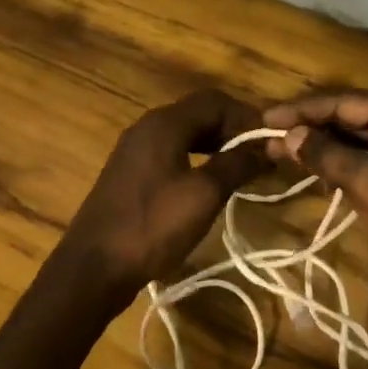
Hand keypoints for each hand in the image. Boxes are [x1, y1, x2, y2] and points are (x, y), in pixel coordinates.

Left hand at [55, 89, 267, 302]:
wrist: (94, 267)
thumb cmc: (152, 226)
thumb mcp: (203, 195)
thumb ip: (237, 165)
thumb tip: (268, 147)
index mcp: (164, 124)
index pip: (215, 101)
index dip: (248, 117)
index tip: (273, 140)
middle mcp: (147, 127)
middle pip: (199, 113)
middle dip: (234, 129)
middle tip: (262, 154)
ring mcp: (135, 150)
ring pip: (185, 133)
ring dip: (216, 143)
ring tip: (243, 167)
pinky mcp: (130, 173)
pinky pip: (171, 152)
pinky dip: (197, 158)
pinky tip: (210, 181)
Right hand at [263, 91, 367, 297]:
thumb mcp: (366, 183)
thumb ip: (326, 154)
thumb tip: (289, 135)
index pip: (344, 102)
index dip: (303, 110)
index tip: (266, 119)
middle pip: (349, 118)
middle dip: (309, 128)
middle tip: (269, 137)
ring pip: (356, 141)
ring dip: (321, 147)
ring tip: (282, 154)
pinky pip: (366, 161)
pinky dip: (340, 165)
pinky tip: (316, 176)